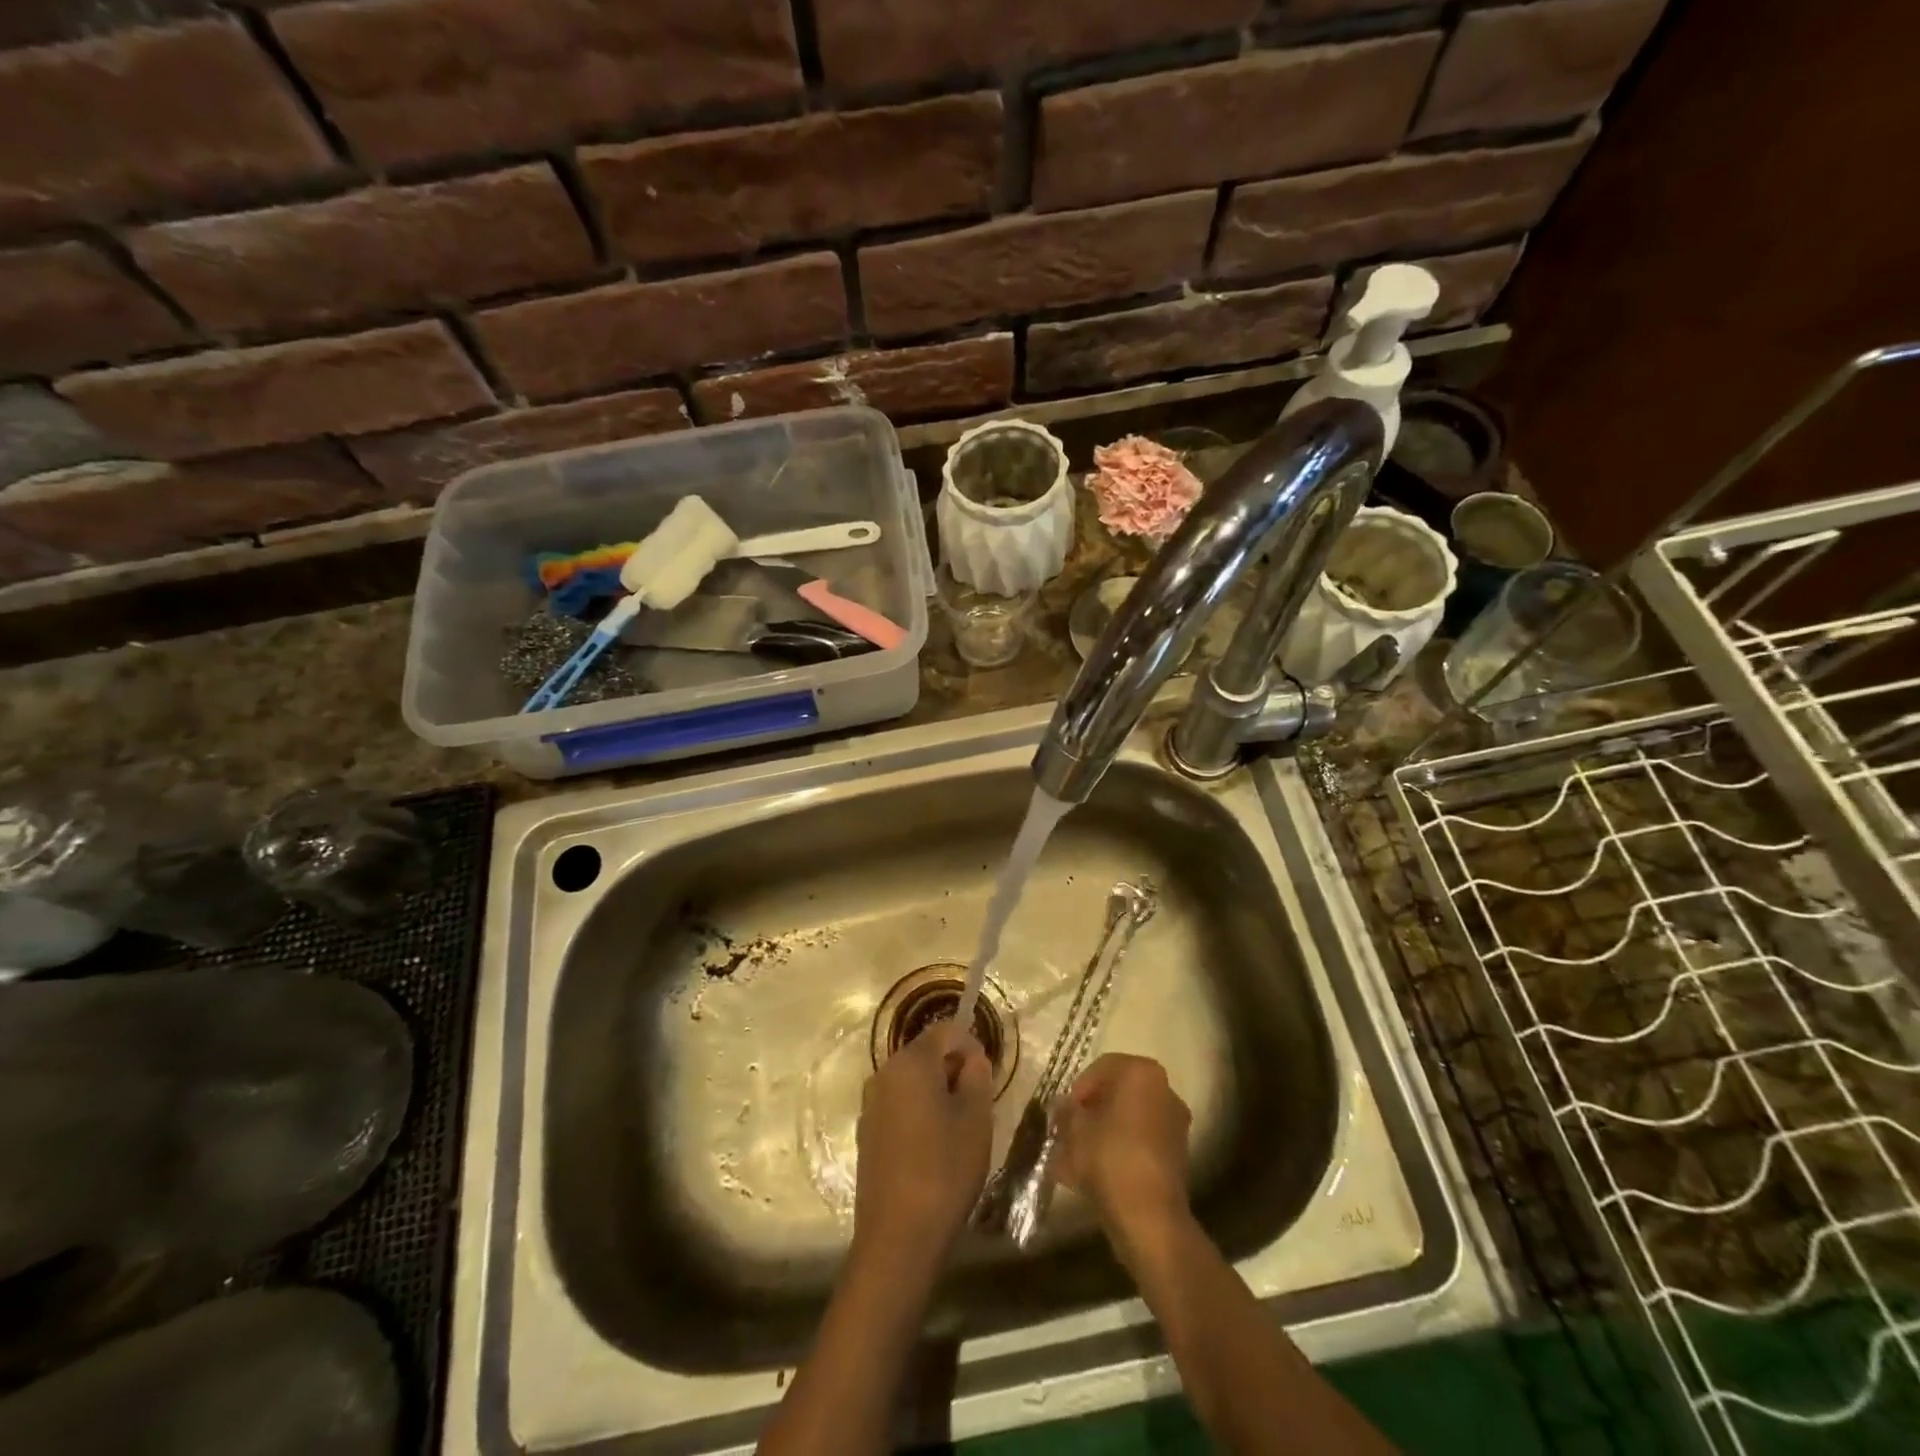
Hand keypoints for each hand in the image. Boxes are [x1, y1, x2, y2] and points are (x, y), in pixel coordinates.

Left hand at [852, 1019, 993, 1287]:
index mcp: (910, 1063)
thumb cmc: (944, 1168)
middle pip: (924, 1054)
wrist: (898, 1237)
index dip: (970, 1043)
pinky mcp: (866, 1134)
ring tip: (959, 1126)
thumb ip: (977, 1077)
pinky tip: (934, 1147)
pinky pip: (898, 1106)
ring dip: (936, 1091)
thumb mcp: (976, 1118)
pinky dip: (918, 1113)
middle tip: (978, 1100)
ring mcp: (870, 1105)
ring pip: (911, 1082)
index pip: (944, 1031)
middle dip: (953, 1068)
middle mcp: (883, 1074)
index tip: (988, 1072)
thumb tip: (971, 1059)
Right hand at [1053, 1054, 1191, 1247]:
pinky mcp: (1177, 1154)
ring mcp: (1174, 1123)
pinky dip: (1119, 1150)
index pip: (1102, 1068)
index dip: (1079, 1088)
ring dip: (1103, 1133)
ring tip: (1076, 1157)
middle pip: (1118, 1093)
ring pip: (1128, 1120)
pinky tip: (1095, 1173)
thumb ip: (1065, 1111)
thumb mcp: (1074, 1129)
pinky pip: (1140, 1143)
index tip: (1064, 1111)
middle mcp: (1164, 1090)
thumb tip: (1062, 1105)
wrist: (1149, 1217)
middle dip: (1091, 1111)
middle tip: (1069, 1131)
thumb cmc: (1108, 1158)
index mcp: (1141, 1073)